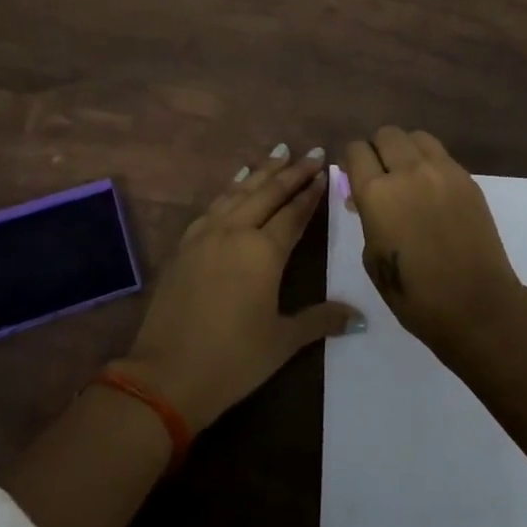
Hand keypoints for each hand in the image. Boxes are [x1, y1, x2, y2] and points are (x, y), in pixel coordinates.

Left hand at [118, 144, 361, 431]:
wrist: (166, 374)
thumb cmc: (233, 359)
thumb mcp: (283, 341)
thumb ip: (321, 320)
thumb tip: (361, 317)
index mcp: (264, 251)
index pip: (294, 213)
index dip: (311, 192)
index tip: (326, 170)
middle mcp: (235, 232)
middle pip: (268, 193)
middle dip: (292, 172)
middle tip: (312, 152)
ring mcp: (205, 235)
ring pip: (239, 192)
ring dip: (261, 171)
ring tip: (278, 153)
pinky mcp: (185, 245)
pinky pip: (214, 205)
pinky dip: (230, 188)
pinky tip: (236, 181)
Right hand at [341, 126, 526, 354]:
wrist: (475, 305)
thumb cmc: (414, 294)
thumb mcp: (372, 256)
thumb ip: (367, 217)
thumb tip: (365, 198)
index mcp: (376, 193)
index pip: (356, 150)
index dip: (353, 161)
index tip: (356, 176)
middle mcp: (408, 171)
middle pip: (387, 134)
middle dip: (378, 150)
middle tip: (381, 174)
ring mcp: (442, 171)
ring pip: (417, 137)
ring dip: (406, 150)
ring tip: (409, 176)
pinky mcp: (468, 179)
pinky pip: (442, 156)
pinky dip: (430, 163)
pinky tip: (433, 190)